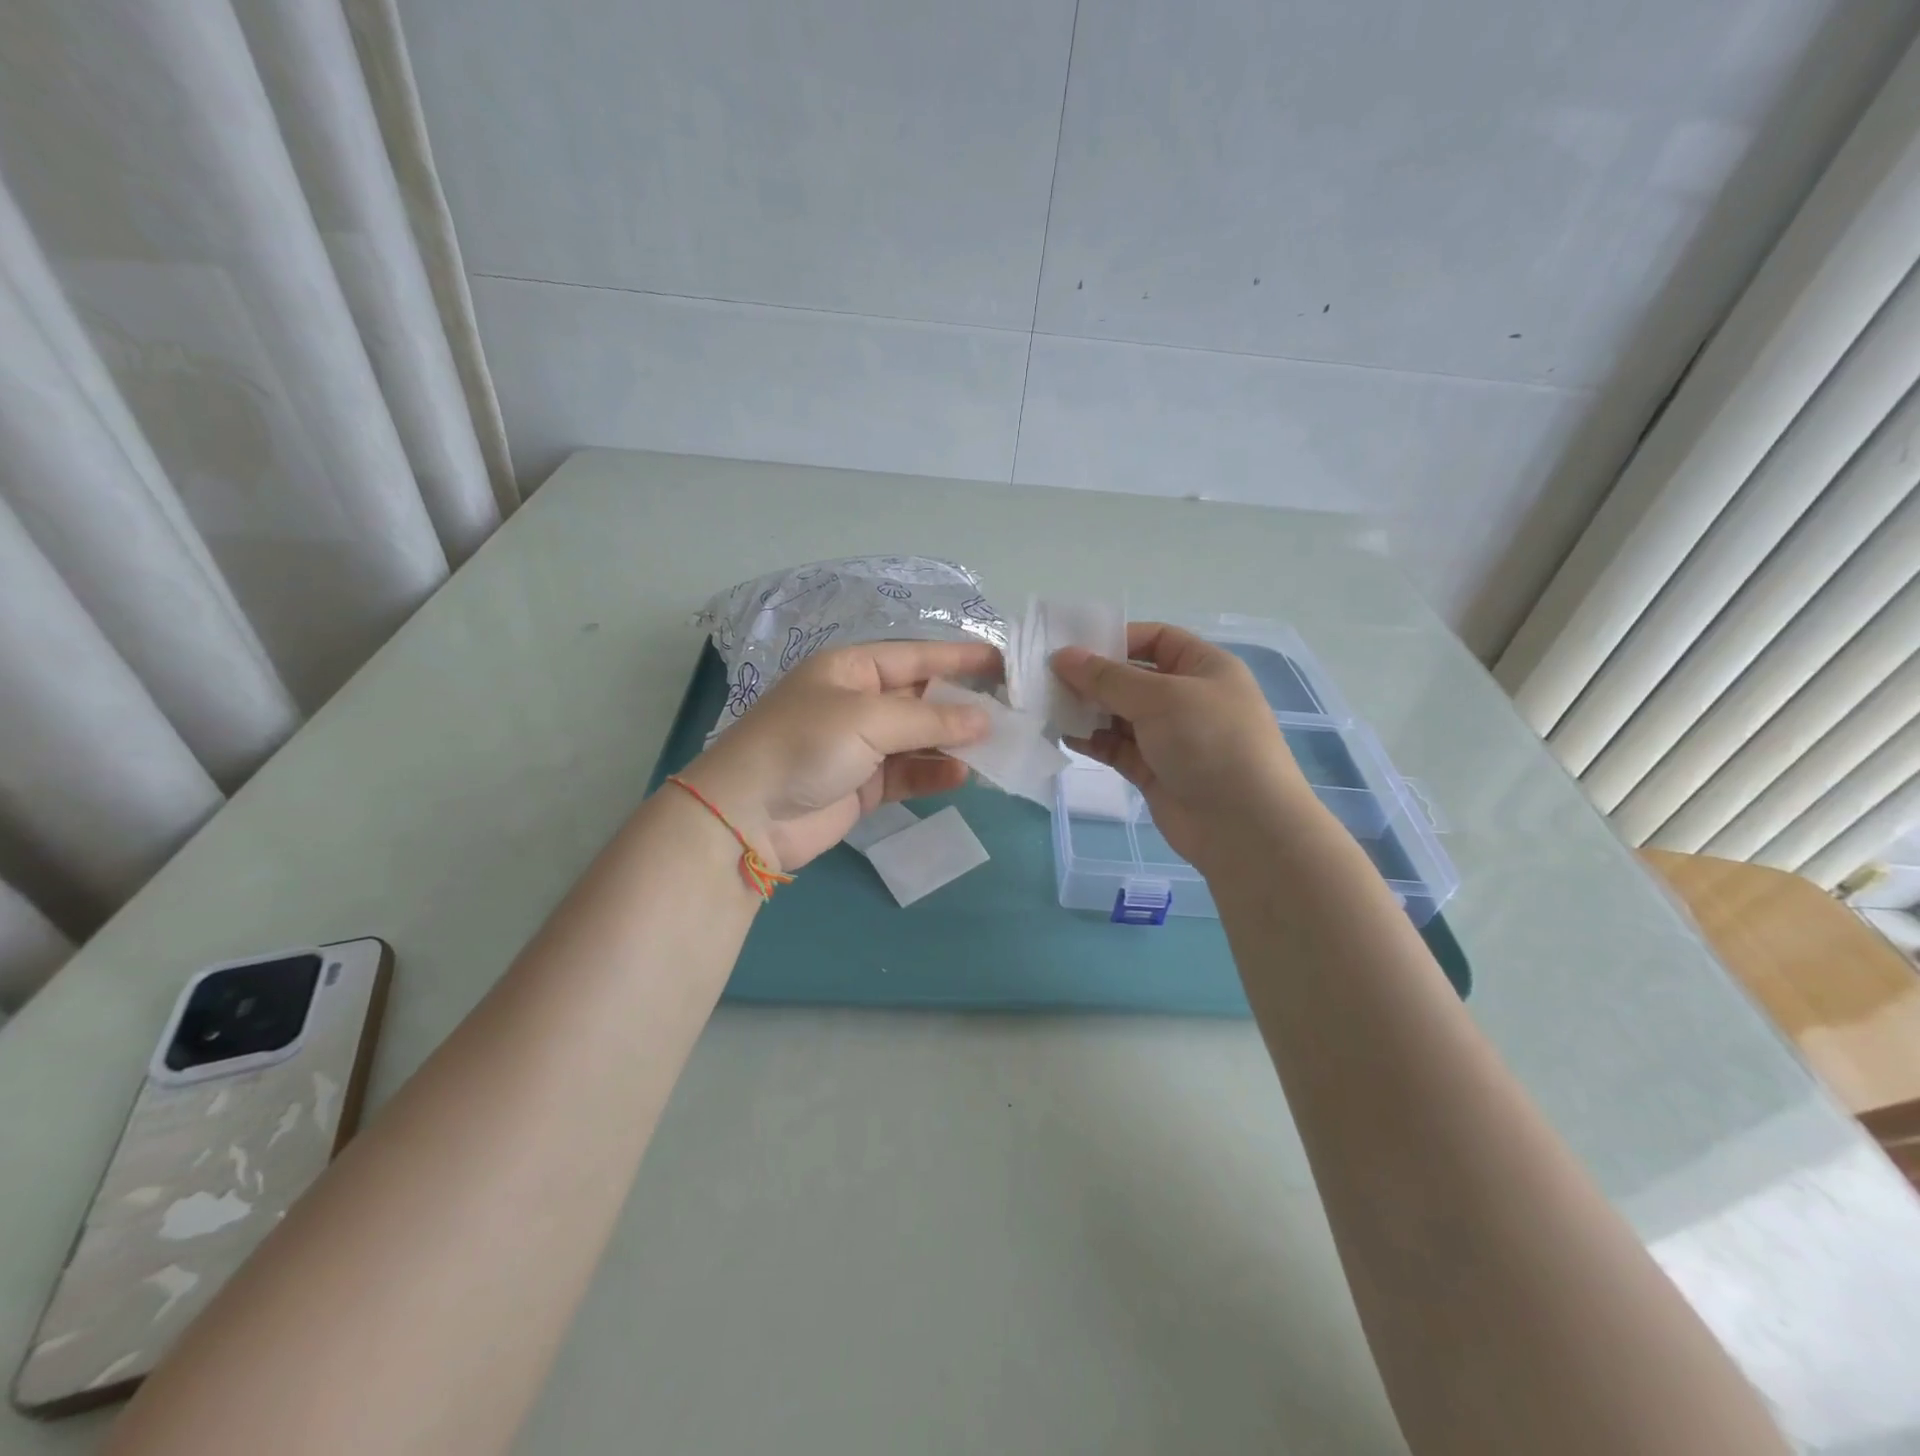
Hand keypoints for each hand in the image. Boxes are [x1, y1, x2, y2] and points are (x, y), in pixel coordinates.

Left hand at [677, 639, 997, 873]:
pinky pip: (908, 773)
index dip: (959, 658)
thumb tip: (983, 721)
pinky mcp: (862, 784)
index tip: (1003, 663)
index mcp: (850, 670)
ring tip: (996, 747)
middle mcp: (857, 702)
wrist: (748, 815)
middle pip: (921, 697)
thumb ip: (929, 719)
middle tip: (1011, 712)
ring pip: (919, 738)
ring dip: (954, 742)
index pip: (915, 656)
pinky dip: (934, 773)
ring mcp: (860, 746)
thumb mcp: (868, 719)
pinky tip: (962, 775)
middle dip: (962, 705)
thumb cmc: (806, 745)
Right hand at [1052, 623, 1312, 869]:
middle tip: (1049, 679)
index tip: (1074, 650)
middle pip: (1132, 678)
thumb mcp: (1160, 697)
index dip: (1117, 640)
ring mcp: (1170, 737)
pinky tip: (1064, 735)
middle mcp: (1188, 698)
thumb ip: (1107, 678)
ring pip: (1120, 714)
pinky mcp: (1153, 770)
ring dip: (1088, 710)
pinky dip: (1093, 740)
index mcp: (1204, 667)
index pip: (1156, 640)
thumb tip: (1062, 656)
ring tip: (1050, 706)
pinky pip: (1117, 747)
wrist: (1242, 825)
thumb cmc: (1210, 742)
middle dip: (1094, 678)